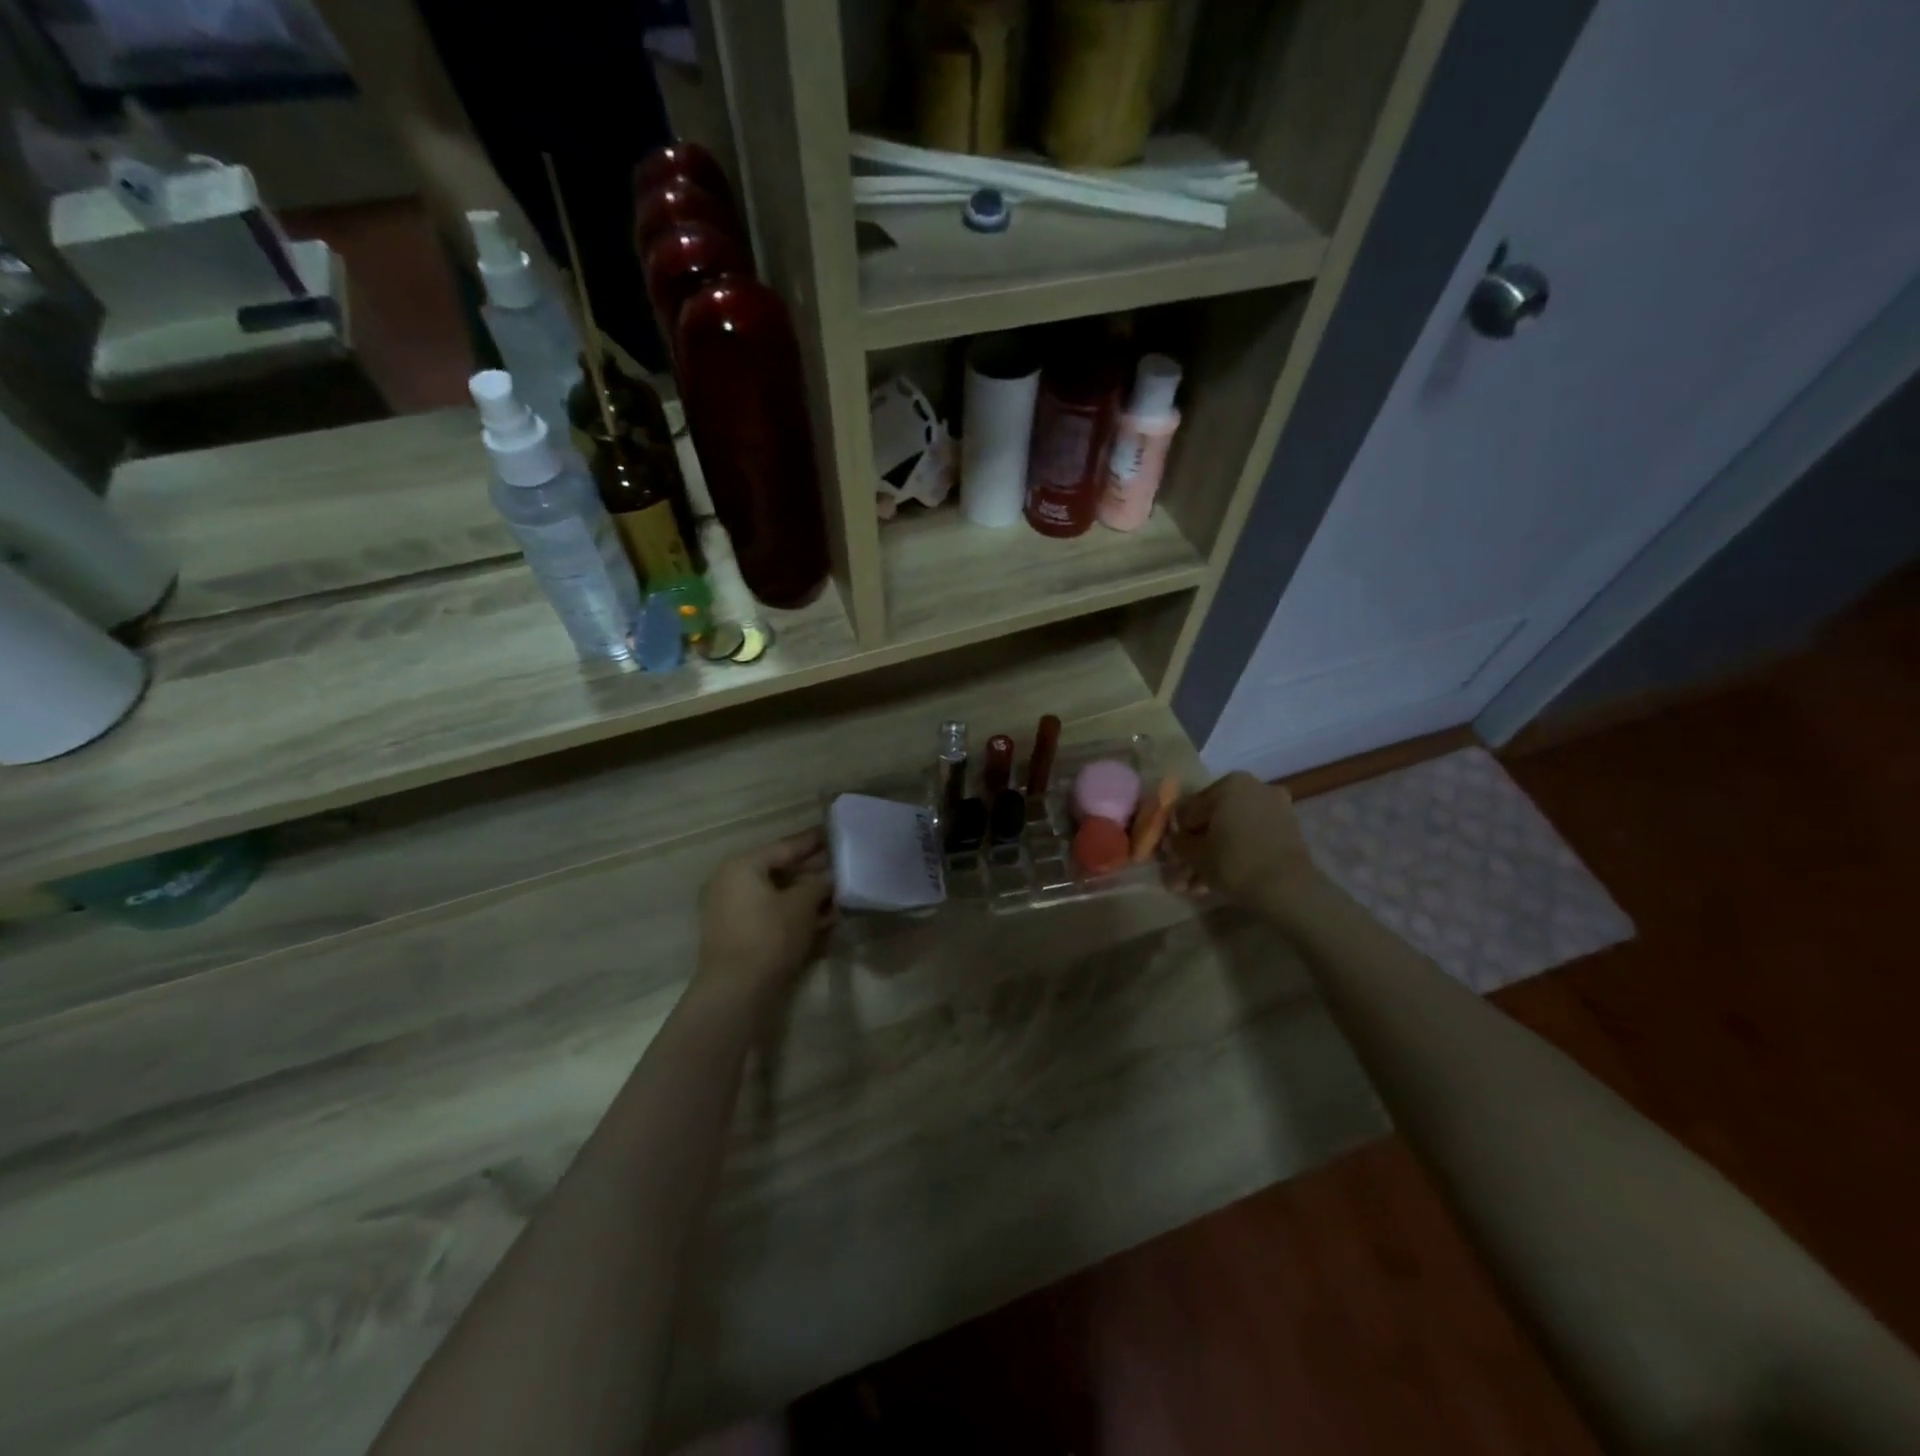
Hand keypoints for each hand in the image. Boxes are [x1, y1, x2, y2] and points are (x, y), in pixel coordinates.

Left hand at [696, 830, 834, 997]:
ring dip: (806, 894)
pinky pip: (770, 912)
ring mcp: (731, 909)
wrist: (736, 992)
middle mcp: (731, 881)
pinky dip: (793, 912)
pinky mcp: (737, 933)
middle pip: (780, 869)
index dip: (813, 841)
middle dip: (812, 870)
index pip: (786, 846)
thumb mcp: (802, 905)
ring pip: (777, 893)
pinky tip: (822, 917)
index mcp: (743, 866)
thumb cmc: (769, 936)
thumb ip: (820, 883)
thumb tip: (831, 875)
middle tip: (842, 865)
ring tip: (838, 893)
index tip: (835, 832)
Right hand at [1168, 772, 1324, 911]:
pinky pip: (1252, 839)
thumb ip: (1178, 843)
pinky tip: (1218, 882)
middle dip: (1196, 850)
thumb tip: (1173, 841)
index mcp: (1229, 784)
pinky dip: (1236, 856)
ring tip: (1197, 887)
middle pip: (1213, 821)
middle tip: (1183, 875)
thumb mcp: (1195, 854)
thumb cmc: (1234, 862)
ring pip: (1232, 833)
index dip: (1177, 836)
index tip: (1171, 858)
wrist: (1288, 888)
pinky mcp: (1288, 831)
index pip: (1190, 809)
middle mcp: (1253, 788)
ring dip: (1213, 857)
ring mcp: (1274, 808)